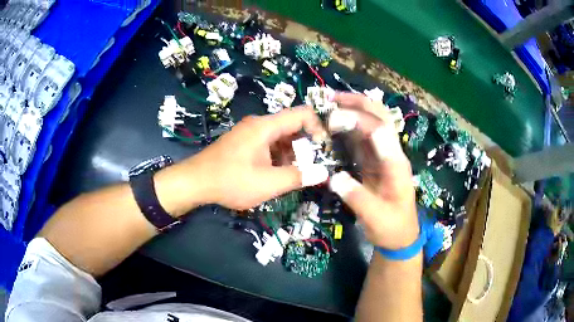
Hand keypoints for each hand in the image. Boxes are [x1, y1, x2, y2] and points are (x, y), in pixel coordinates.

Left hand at [156, 107, 329, 213]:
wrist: (194, 182)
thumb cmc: (230, 180)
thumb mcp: (268, 183)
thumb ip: (298, 177)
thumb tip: (324, 173)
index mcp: (265, 126)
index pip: (303, 114)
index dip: (318, 128)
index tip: (323, 150)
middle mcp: (258, 124)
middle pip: (292, 126)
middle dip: (305, 146)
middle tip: (310, 168)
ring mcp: (249, 133)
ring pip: (280, 137)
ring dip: (291, 154)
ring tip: (292, 176)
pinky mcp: (243, 143)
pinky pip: (268, 144)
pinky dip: (277, 157)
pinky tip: (275, 175)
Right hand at [327, 93, 417, 249]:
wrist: (400, 236)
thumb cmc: (392, 228)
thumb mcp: (375, 218)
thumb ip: (356, 197)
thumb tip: (334, 177)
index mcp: (396, 165)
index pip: (380, 132)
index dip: (358, 120)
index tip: (333, 119)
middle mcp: (391, 154)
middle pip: (380, 118)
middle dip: (357, 103)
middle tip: (330, 98)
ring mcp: (382, 157)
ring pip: (371, 123)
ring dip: (352, 110)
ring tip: (329, 104)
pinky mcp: (373, 162)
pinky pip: (361, 139)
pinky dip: (347, 128)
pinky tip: (332, 126)